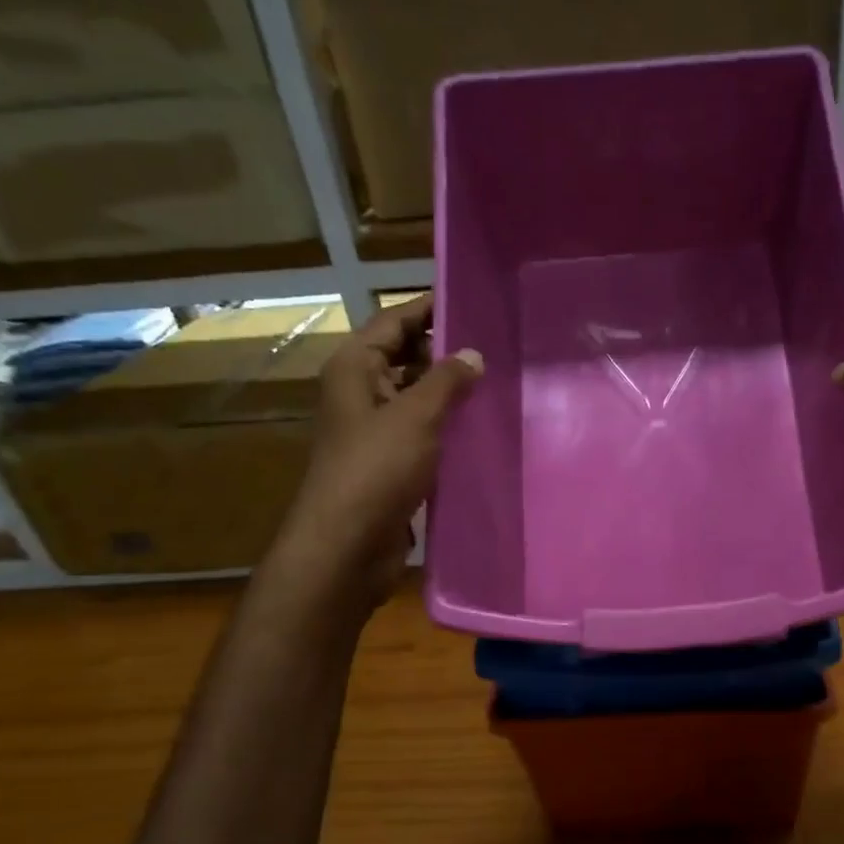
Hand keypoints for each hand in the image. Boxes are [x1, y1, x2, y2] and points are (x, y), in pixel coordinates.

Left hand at [273, 295, 481, 608]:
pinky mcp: (389, 463)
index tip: (470, 300)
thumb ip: (447, 381)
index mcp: (354, 369)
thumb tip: (472, 354)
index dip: (428, 309)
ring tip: (495, 382)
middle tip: (494, 344)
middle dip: (444, 351)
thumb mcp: (416, 415)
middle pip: (403, 357)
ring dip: (447, 391)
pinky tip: (479, 427)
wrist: (348, 543)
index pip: (393, 322)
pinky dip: (445, 426)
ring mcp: (373, 430)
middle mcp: (360, 393)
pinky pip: (420, 431)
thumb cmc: (376, 469)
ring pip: (414, 397)